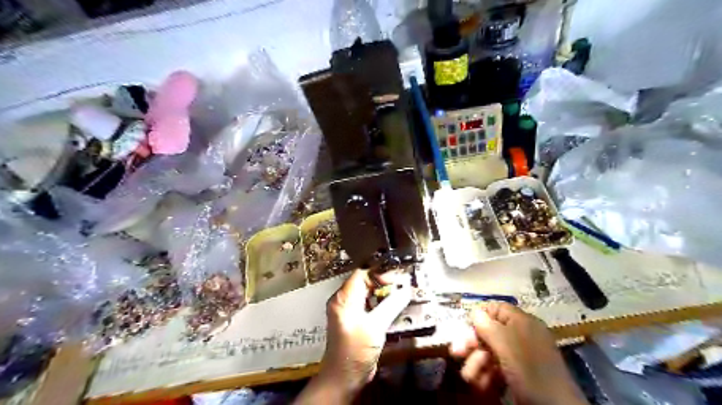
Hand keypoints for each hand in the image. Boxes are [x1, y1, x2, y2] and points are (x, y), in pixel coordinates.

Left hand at [296, 269, 410, 401]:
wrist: (344, 378)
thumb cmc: (355, 351)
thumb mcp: (375, 326)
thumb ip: (391, 305)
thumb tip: (405, 290)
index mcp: (343, 298)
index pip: (361, 274)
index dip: (379, 274)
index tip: (396, 280)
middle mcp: (343, 301)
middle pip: (364, 282)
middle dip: (383, 282)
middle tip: (401, 286)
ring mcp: (348, 311)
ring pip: (367, 293)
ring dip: (383, 293)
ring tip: (400, 294)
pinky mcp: (355, 320)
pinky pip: (369, 304)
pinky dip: (381, 303)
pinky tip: (392, 306)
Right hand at [450, 303, 585, 402]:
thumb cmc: (529, 368)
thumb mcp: (506, 343)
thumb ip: (487, 325)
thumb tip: (474, 310)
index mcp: (521, 322)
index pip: (496, 308)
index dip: (479, 315)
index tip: (466, 326)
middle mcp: (519, 336)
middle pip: (488, 332)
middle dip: (472, 343)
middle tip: (457, 353)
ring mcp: (518, 357)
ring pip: (488, 352)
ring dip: (475, 363)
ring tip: (471, 377)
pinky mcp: (516, 375)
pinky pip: (495, 368)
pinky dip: (485, 376)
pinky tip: (481, 385)